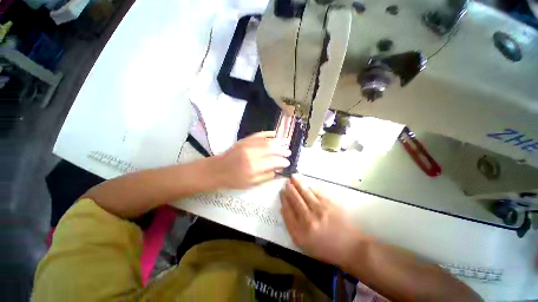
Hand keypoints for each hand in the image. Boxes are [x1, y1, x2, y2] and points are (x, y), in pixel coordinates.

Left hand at [213, 131, 290, 188]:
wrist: (216, 170)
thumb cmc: (233, 180)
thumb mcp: (250, 184)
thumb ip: (266, 177)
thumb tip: (278, 171)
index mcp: (254, 167)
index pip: (274, 162)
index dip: (282, 162)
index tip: (288, 163)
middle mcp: (252, 154)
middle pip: (272, 149)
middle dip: (282, 150)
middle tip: (288, 152)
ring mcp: (247, 145)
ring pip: (267, 141)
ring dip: (278, 141)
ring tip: (285, 142)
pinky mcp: (243, 140)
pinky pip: (258, 134)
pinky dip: (267, 133)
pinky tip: (274, 133)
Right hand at [280, 176, 364, 265]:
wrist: (351, 247)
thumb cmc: (326, 248)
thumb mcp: (304, 244)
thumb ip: (292, 226)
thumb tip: (285, 208)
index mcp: (300, 233)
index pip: (287, 211)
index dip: (283, 200)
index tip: (281, 192)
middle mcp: (308, 220)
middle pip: (295, 200)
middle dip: (289, 189)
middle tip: (286, 182)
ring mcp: (320, 210)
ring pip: (305, 193)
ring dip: (298, 184)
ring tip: (293, 177)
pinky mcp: (330, 204)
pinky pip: (317, 192)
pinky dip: (310, 187)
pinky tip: (307, 184)